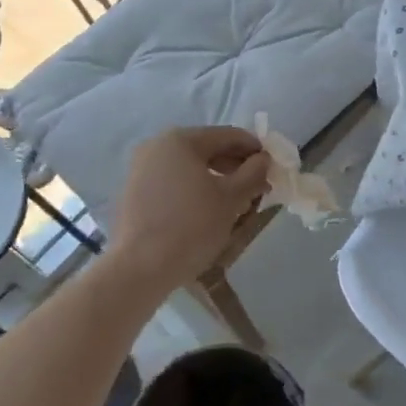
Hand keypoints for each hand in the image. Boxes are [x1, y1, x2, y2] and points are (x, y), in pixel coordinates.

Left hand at [109, 127, 269, 291]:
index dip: (254, 149)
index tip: (272, 166)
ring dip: (216, 178)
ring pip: (189, 166)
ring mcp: (141, 168)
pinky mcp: (134, 192)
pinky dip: (193, 188)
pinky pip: (172, 181)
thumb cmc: (191, 226)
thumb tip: (263, 159)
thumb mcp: (231, 198)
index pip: (227, 136)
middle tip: (258, 186)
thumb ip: (253, 173)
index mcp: (181, 140)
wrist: (138, 269)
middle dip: (235, 166)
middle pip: (207, 149)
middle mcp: (157, 145)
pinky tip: (207, 209)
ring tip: (236, 200)